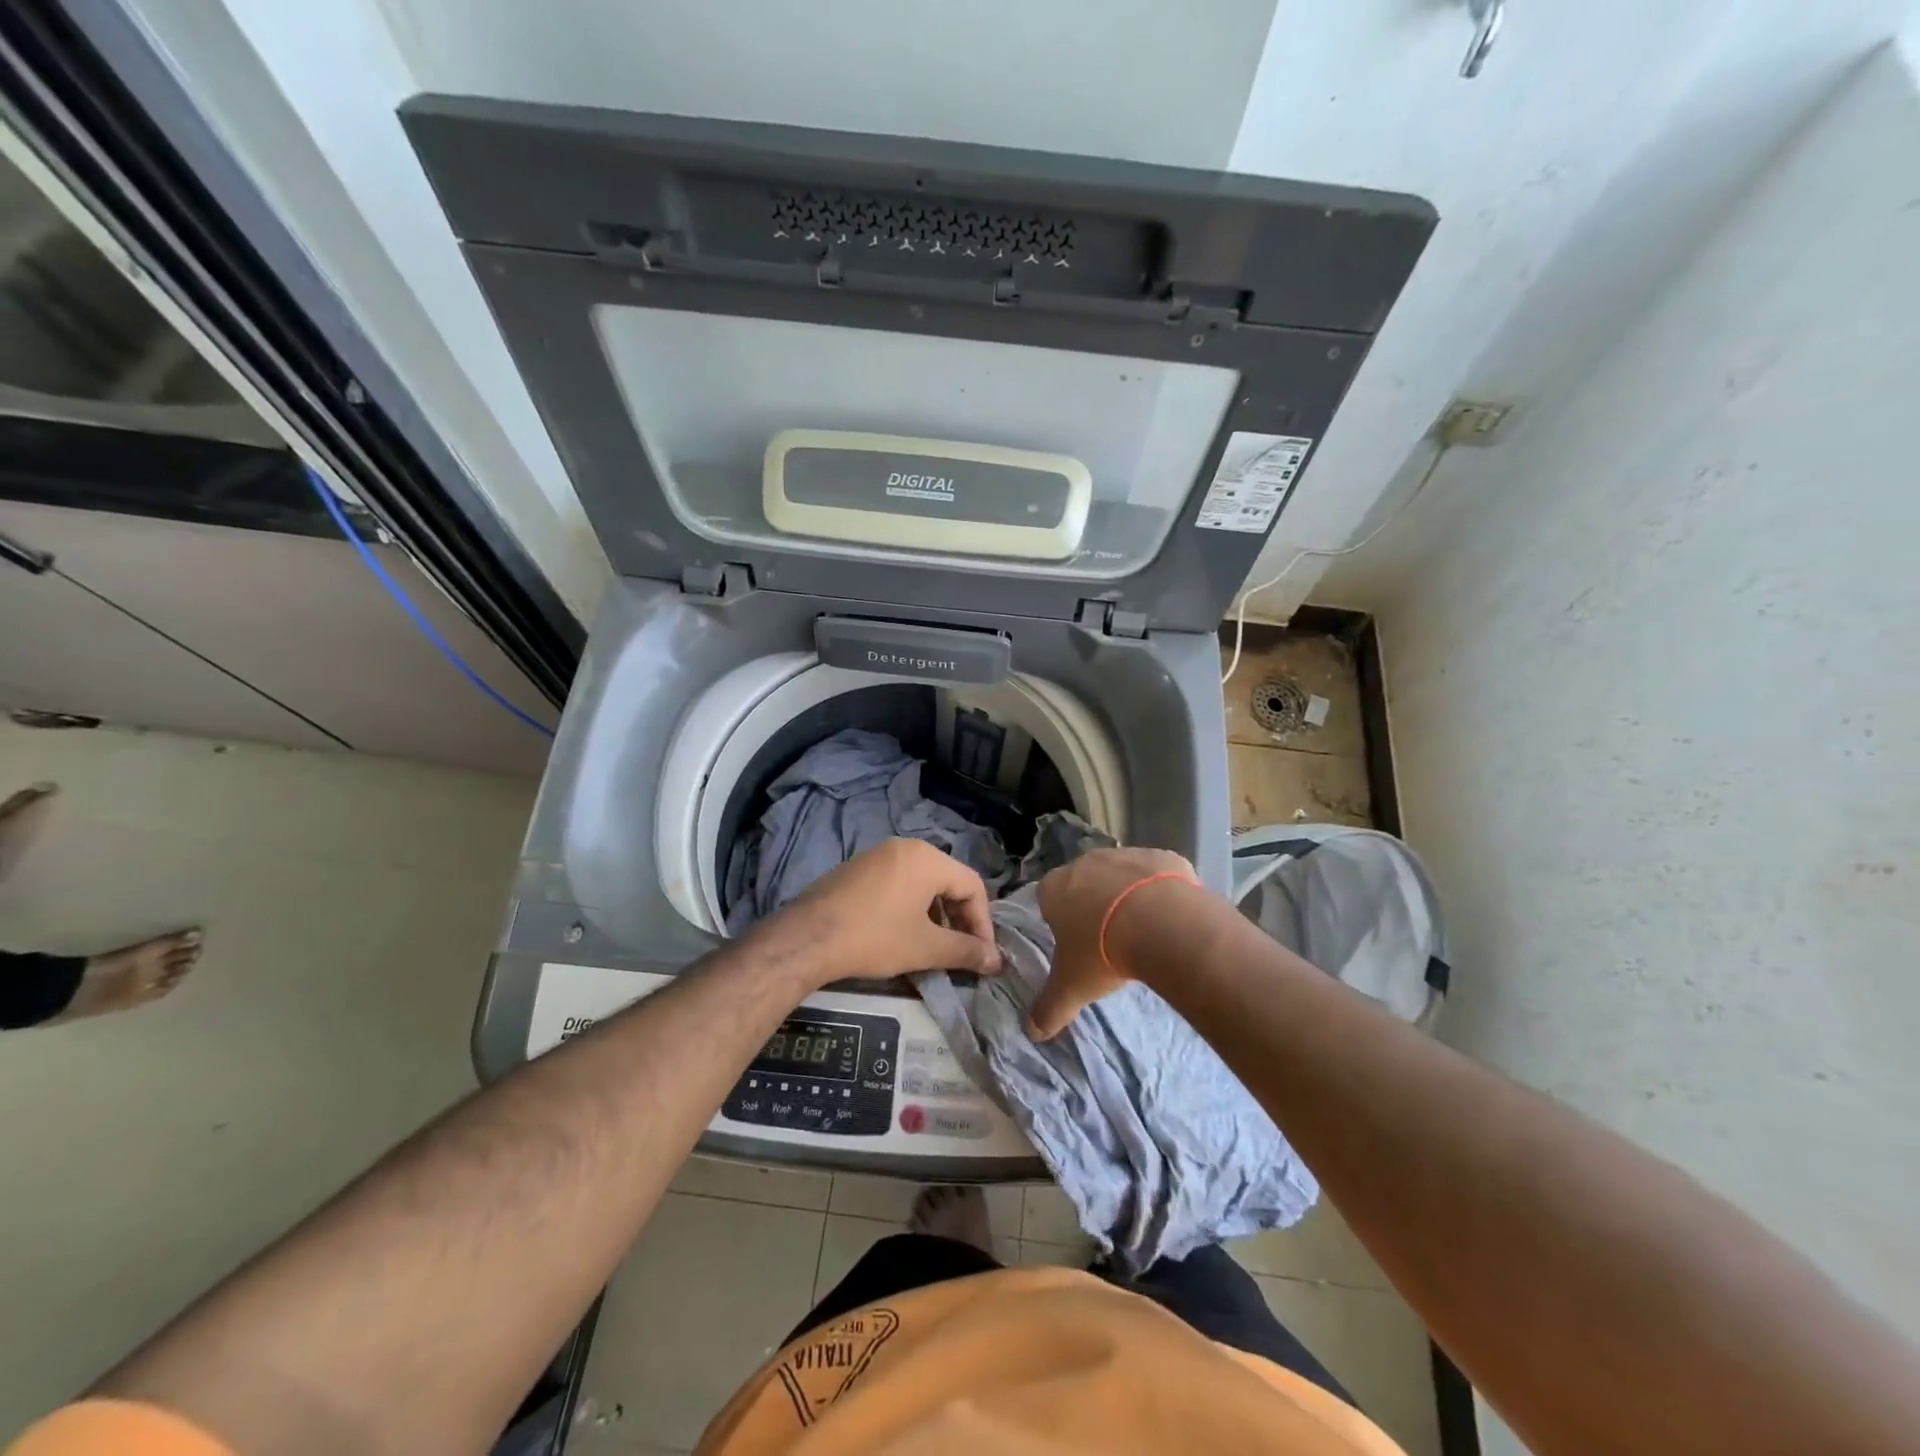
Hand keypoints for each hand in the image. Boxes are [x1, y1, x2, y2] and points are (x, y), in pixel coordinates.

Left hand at [754, 838, 1003, 988]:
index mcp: (928, 858)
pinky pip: (898, 883)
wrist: (808, 938)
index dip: (983, 923)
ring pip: (923, 883)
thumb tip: (996, 961)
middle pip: (949, 881)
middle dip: (960, 919)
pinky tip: (903, 934)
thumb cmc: (875, 937)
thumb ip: (966, 951)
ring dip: (936, 915)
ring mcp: (879, 855)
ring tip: (934, 947)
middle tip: (961, 952)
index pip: (973, 885)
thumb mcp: (926, 947)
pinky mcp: (858, 869)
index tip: (982, 955)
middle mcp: (906, 847)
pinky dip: (911, 907)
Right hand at [1029, 846, 1197, 1039]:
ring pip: (1120, 875)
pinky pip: (1157, 873)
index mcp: (1055, 888)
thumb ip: (1049, 1008)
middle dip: (1094, 906)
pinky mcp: (1161, 856)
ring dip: (1127, 896)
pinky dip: (1160, 891)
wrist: (1160, 923)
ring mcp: (1124, 855)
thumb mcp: (1072, 987)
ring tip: (1144, 931)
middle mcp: (1085, 863)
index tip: (1077, 943)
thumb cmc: (1103, 951)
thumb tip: (1032, 1032)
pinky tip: (1169, 917)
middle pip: (1084, 883)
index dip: (1061, 920)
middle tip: (1110, 939)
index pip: (1048, 899)